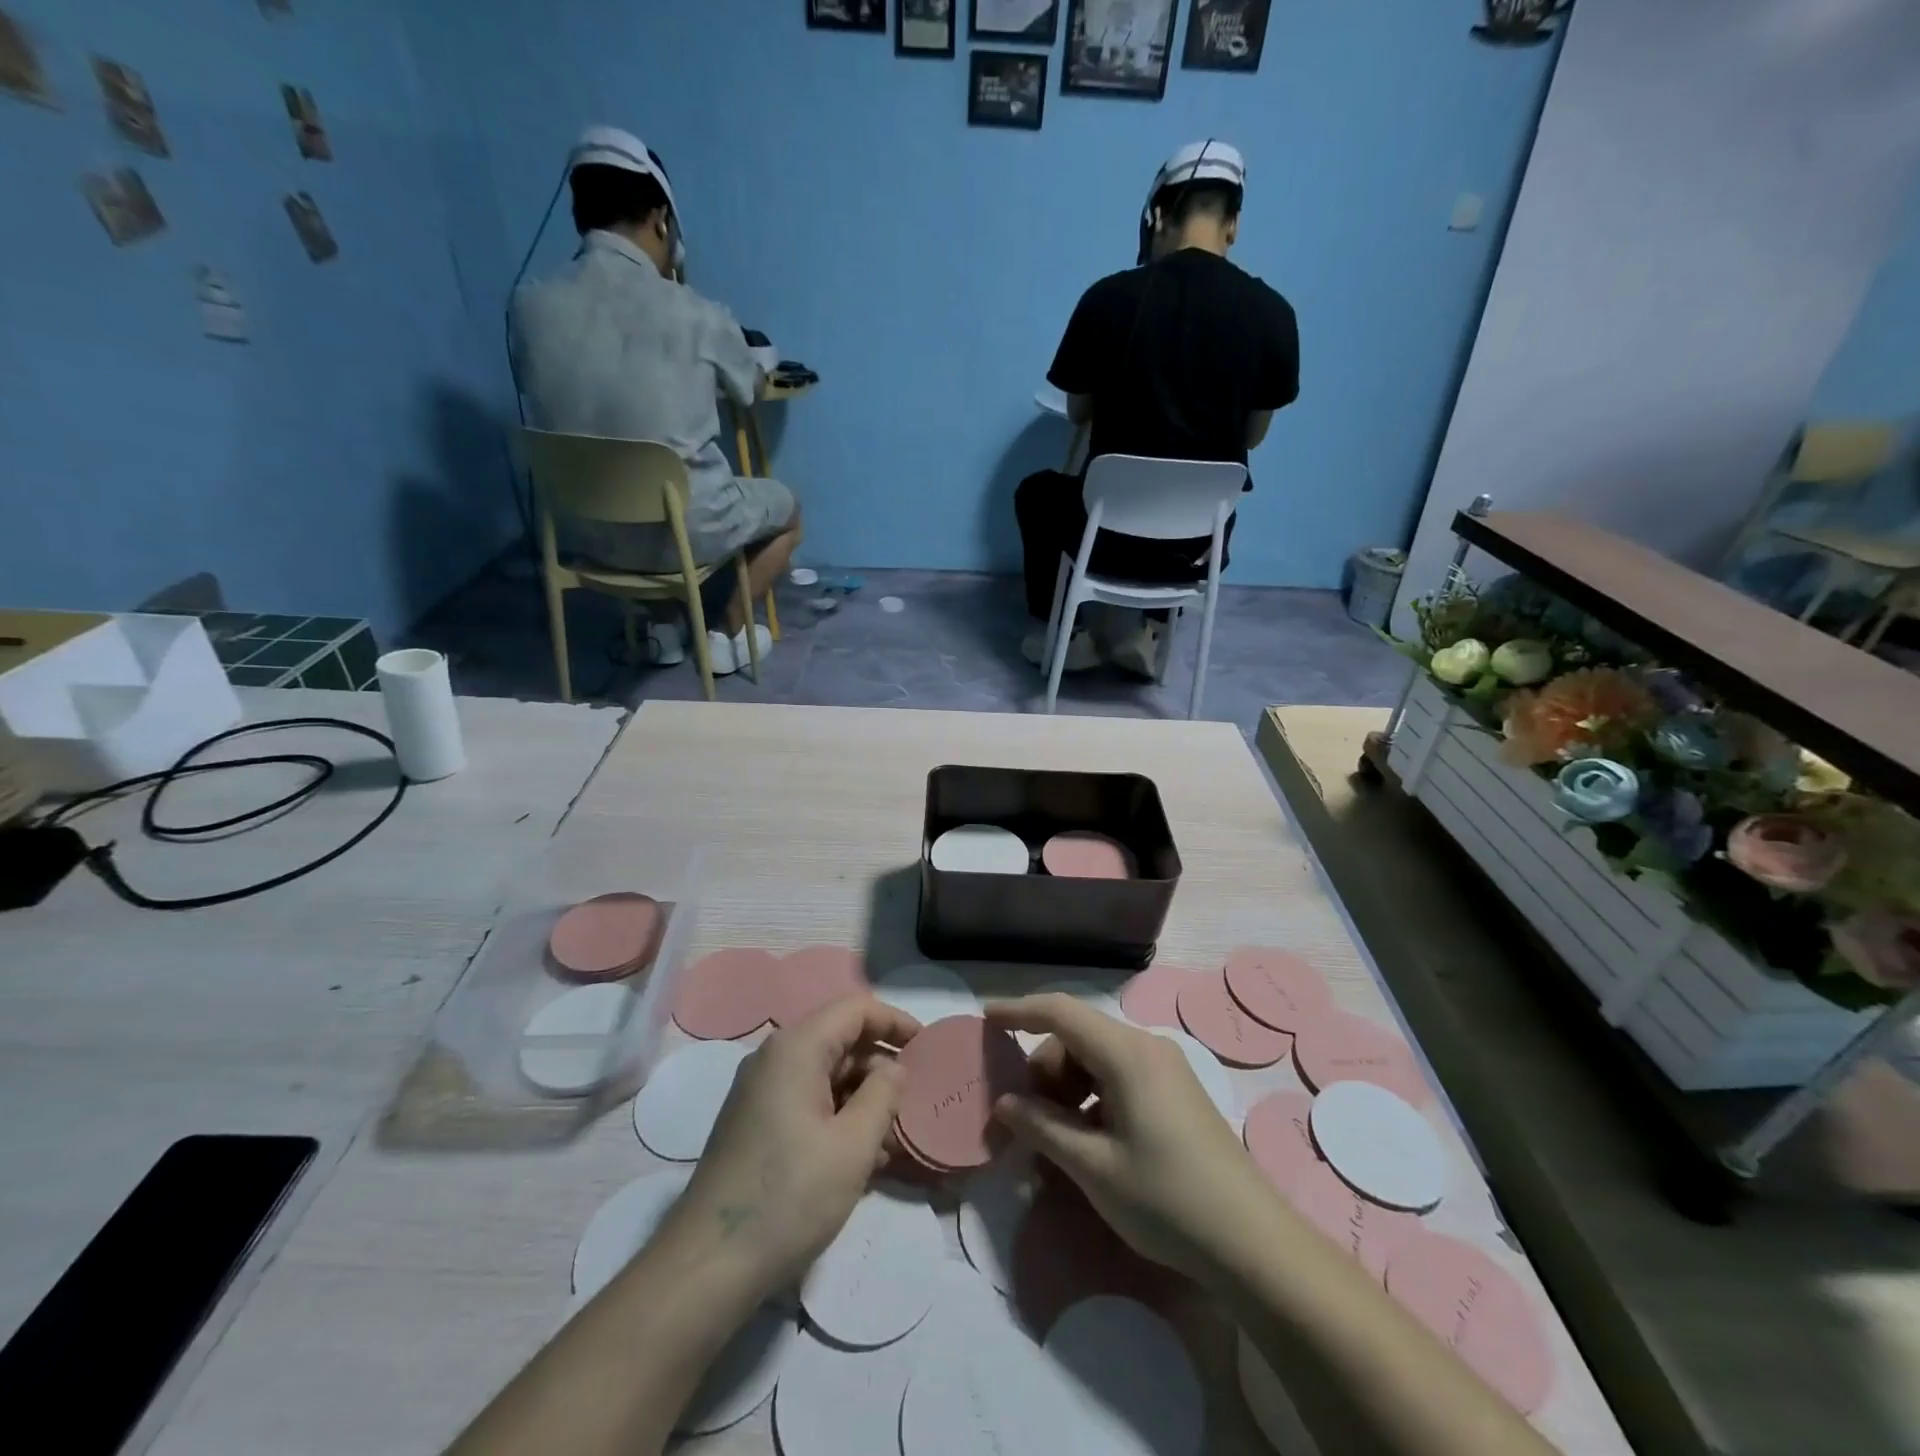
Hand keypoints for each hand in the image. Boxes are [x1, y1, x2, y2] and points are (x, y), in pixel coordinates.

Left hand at [663, 995, 919, 1299]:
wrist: (708, 1266)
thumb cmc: (789, 1197)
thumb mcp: (853, 1146)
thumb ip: (883, 1095)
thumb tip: (896, 1067)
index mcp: (796, 1048)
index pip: (855, 1009)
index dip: (895, 1022)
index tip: (928, 1048)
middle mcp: (774, 1058)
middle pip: (840, 1040)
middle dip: (881, 1066)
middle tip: (914, 1102)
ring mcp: (761, 1092)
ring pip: (826, 1074)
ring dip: (863, 1097)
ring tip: (894, 1138)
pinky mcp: (756, 1123)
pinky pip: (808, 1100)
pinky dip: (839, 1116)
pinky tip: (863, 1157)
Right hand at [985, 994, 1269, 1284]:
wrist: (1253, 1244)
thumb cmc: (1166, 1199)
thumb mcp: (1093, 1167)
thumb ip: (1042, 1126)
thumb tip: (1004, 1103)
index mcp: (1126, 1054)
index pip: (1060, 1011)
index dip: (1019, 1010)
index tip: (985, 1018)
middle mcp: (1147, 1048)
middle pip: (1078, 1037)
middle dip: (1043, 1069)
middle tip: (1025, 1119)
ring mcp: (1166, 1069)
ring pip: (1097, 1058)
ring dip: (1067, 1088)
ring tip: (1056, 1139)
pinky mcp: (1176, 1092)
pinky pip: (1119, 1077)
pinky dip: (1092, 1098)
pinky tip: (1088, 1142)